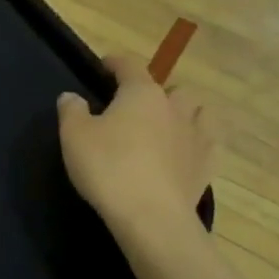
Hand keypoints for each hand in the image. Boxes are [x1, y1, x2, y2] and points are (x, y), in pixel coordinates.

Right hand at [57, 55, 216, 242]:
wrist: (151, 216)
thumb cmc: (108, 167)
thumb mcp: (74, 136)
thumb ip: (71, 110)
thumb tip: (72, 96)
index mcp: (141, 93)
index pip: (130, 65)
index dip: (116, 62)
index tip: (104, 66)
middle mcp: (174, 107)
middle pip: (172, 88)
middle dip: (156, 91)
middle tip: (135, 107)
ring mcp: (195, 136)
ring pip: (198, 111)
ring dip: (183, 113)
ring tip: (166, 125)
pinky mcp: (206, 166)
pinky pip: (206, 144)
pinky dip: (196, 142)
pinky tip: (185, 152)